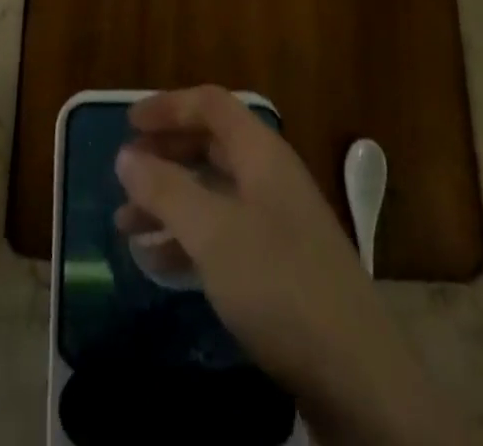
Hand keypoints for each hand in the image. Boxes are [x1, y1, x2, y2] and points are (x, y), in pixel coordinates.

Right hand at [114, 88, 449, 445]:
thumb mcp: (212, 233)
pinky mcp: (279, 268)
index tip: (127, 124)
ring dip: (169, 202)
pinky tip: (158, 264)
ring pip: (213, 193)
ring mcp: (278, 223)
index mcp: (261, 153)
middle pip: (210, 146)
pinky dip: (188, 239)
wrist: (357, 376)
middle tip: (125, 174)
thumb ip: (165, 189)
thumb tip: (126, 155)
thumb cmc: (278, 285)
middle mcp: (270, 177)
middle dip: (165, 156)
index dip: (168, 106)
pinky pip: (223, 234)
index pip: (210, 105)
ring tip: (126, 226)